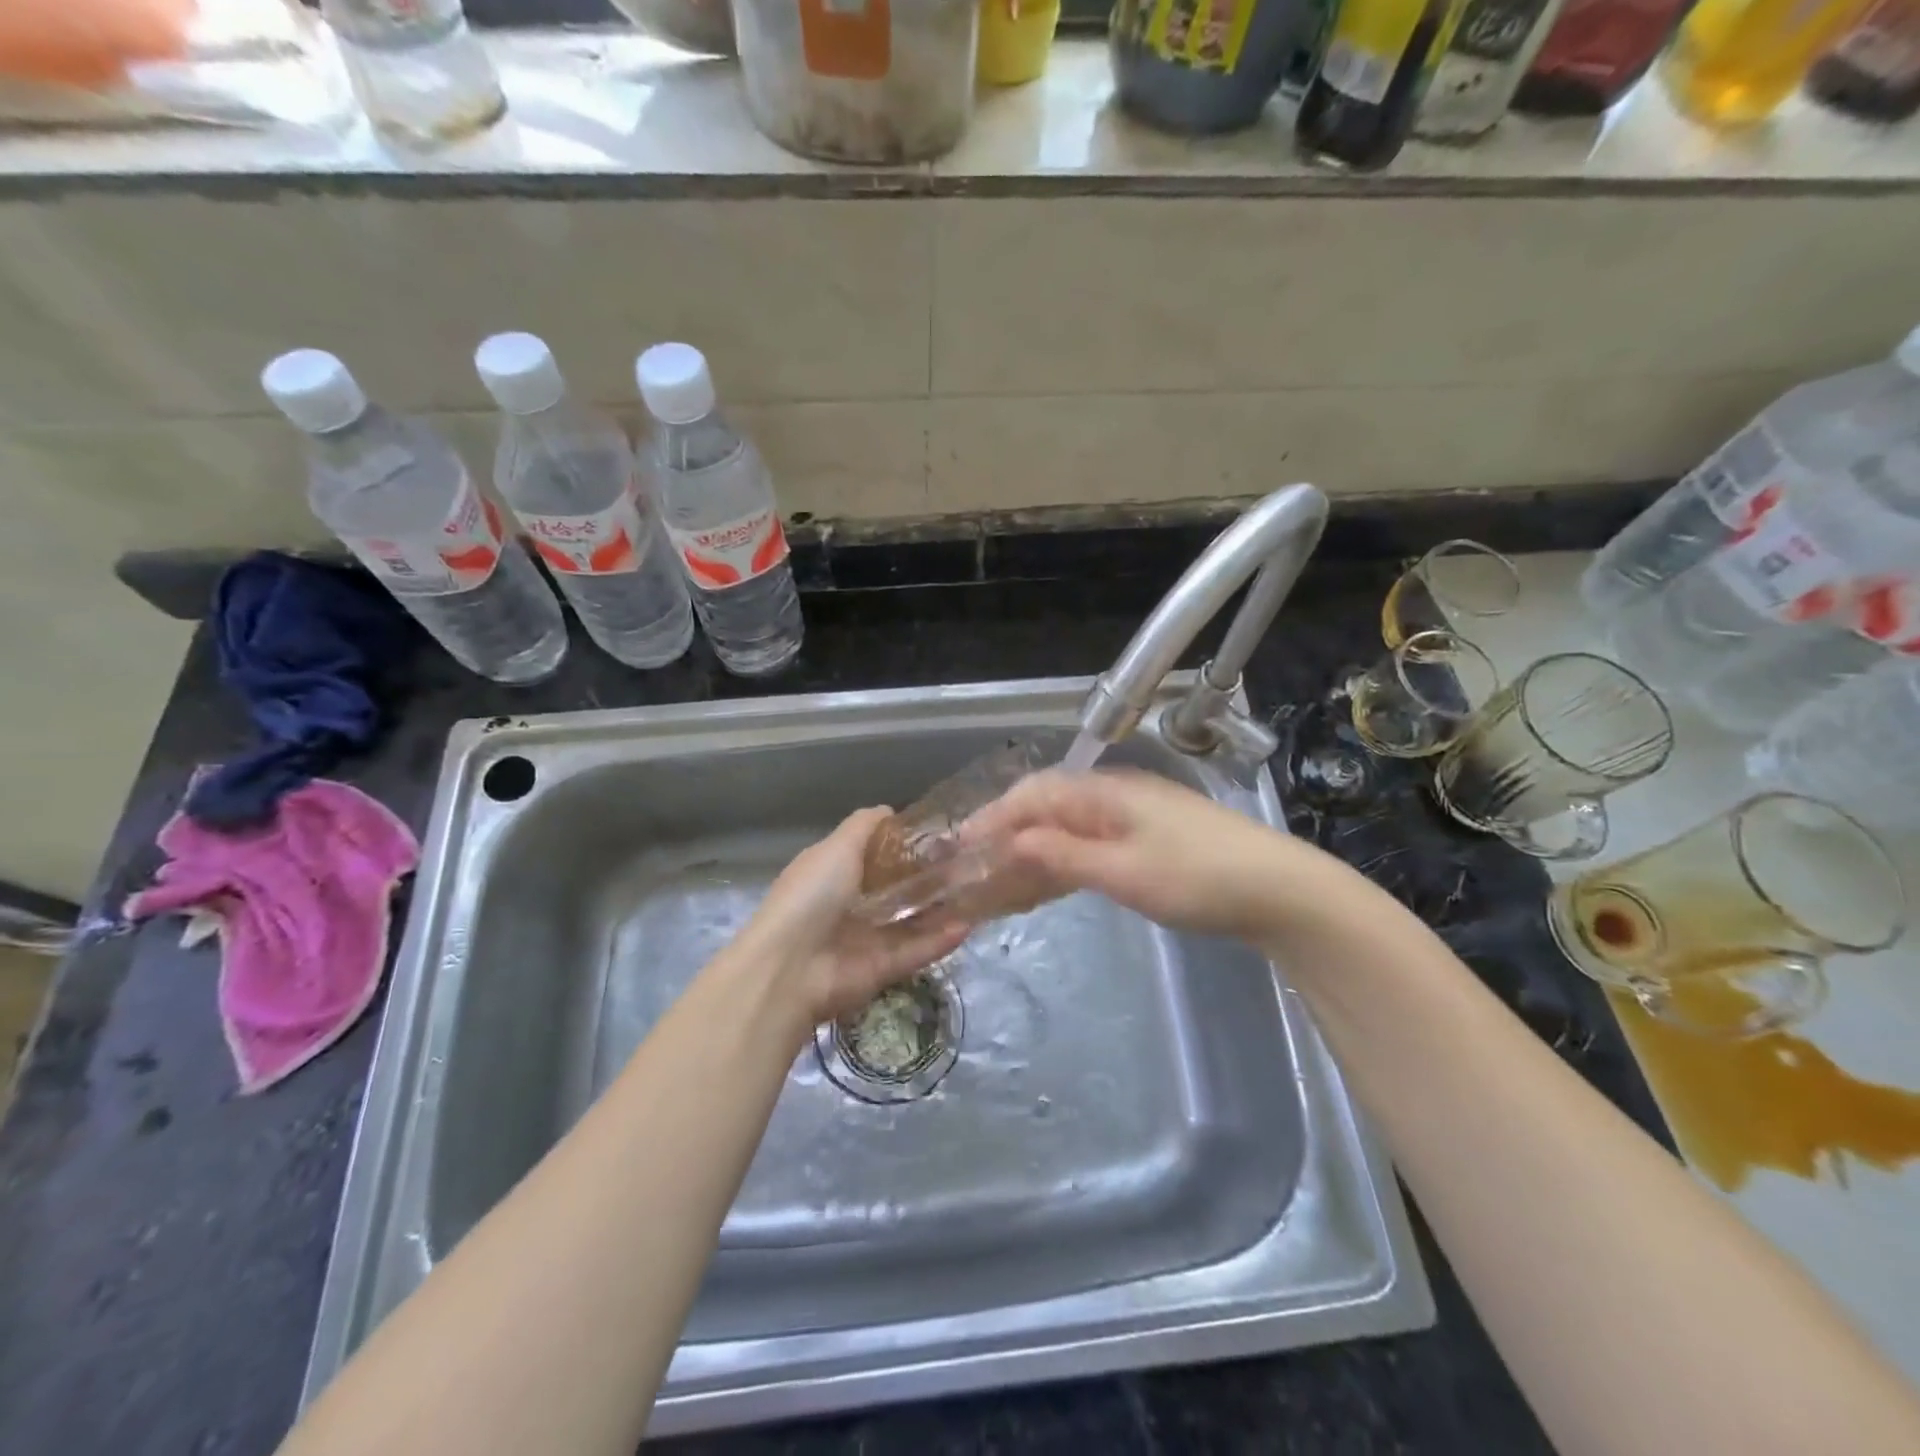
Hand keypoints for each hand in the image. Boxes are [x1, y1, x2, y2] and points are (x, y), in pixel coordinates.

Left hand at [741, 808, 969, 1025]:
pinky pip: (917, 951)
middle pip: (897, 888)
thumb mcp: (836, 847)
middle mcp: (850, 905)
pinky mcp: (883, 969)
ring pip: (912, 922)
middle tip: (968, 862)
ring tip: (978, 891)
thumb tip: (891, 811)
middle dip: (929, 877)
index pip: (874, 855)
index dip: (904, 845)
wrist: (791, 968)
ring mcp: (867, 939)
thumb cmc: (812, 895)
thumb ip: (864, 826)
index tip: (940, 834)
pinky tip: (970, 924)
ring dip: (942, 909)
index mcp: (834, 873)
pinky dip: (941, 940)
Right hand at [963, 768, 1319, 940]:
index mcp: (1105, 792)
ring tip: (1002, 880)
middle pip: (1048, 807)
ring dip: (1034, 850)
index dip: (994, 817)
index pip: (1034, 794)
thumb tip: (1010, 841)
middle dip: (1008, 834)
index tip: (961, 845)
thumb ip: (1063, 855)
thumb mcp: (1123, 871)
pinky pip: (1090, 844)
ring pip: (1068, 827)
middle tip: (976, 868)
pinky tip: (1051, 881)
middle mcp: (1114, 795)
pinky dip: (1063, 861)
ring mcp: (1133, 817)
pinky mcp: (1148, 840)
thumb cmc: (1198, 878)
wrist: (1279, 890)